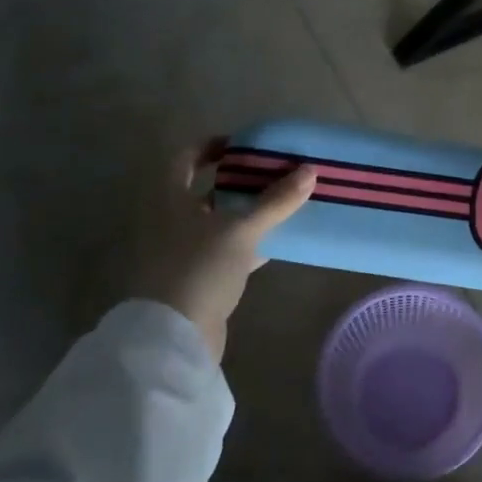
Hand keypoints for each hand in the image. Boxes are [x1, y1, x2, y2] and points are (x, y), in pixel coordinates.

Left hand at [132, 142, 316, 361]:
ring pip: (218, 223)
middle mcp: (170, 222)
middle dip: (238, 182)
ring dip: (246, 214)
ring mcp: (182, 252)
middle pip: (205, 191)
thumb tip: (310, 170)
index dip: (211, 147)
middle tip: (272, 174)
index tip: (243, 145)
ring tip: (282, 204)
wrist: (176, 336)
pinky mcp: (196, 279)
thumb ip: (275, 201)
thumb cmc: (200, 268)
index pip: (186, 160)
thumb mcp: (242, 230)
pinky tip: (275, 243)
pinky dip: (247, 244)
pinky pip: (225, 251)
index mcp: (170, 200)